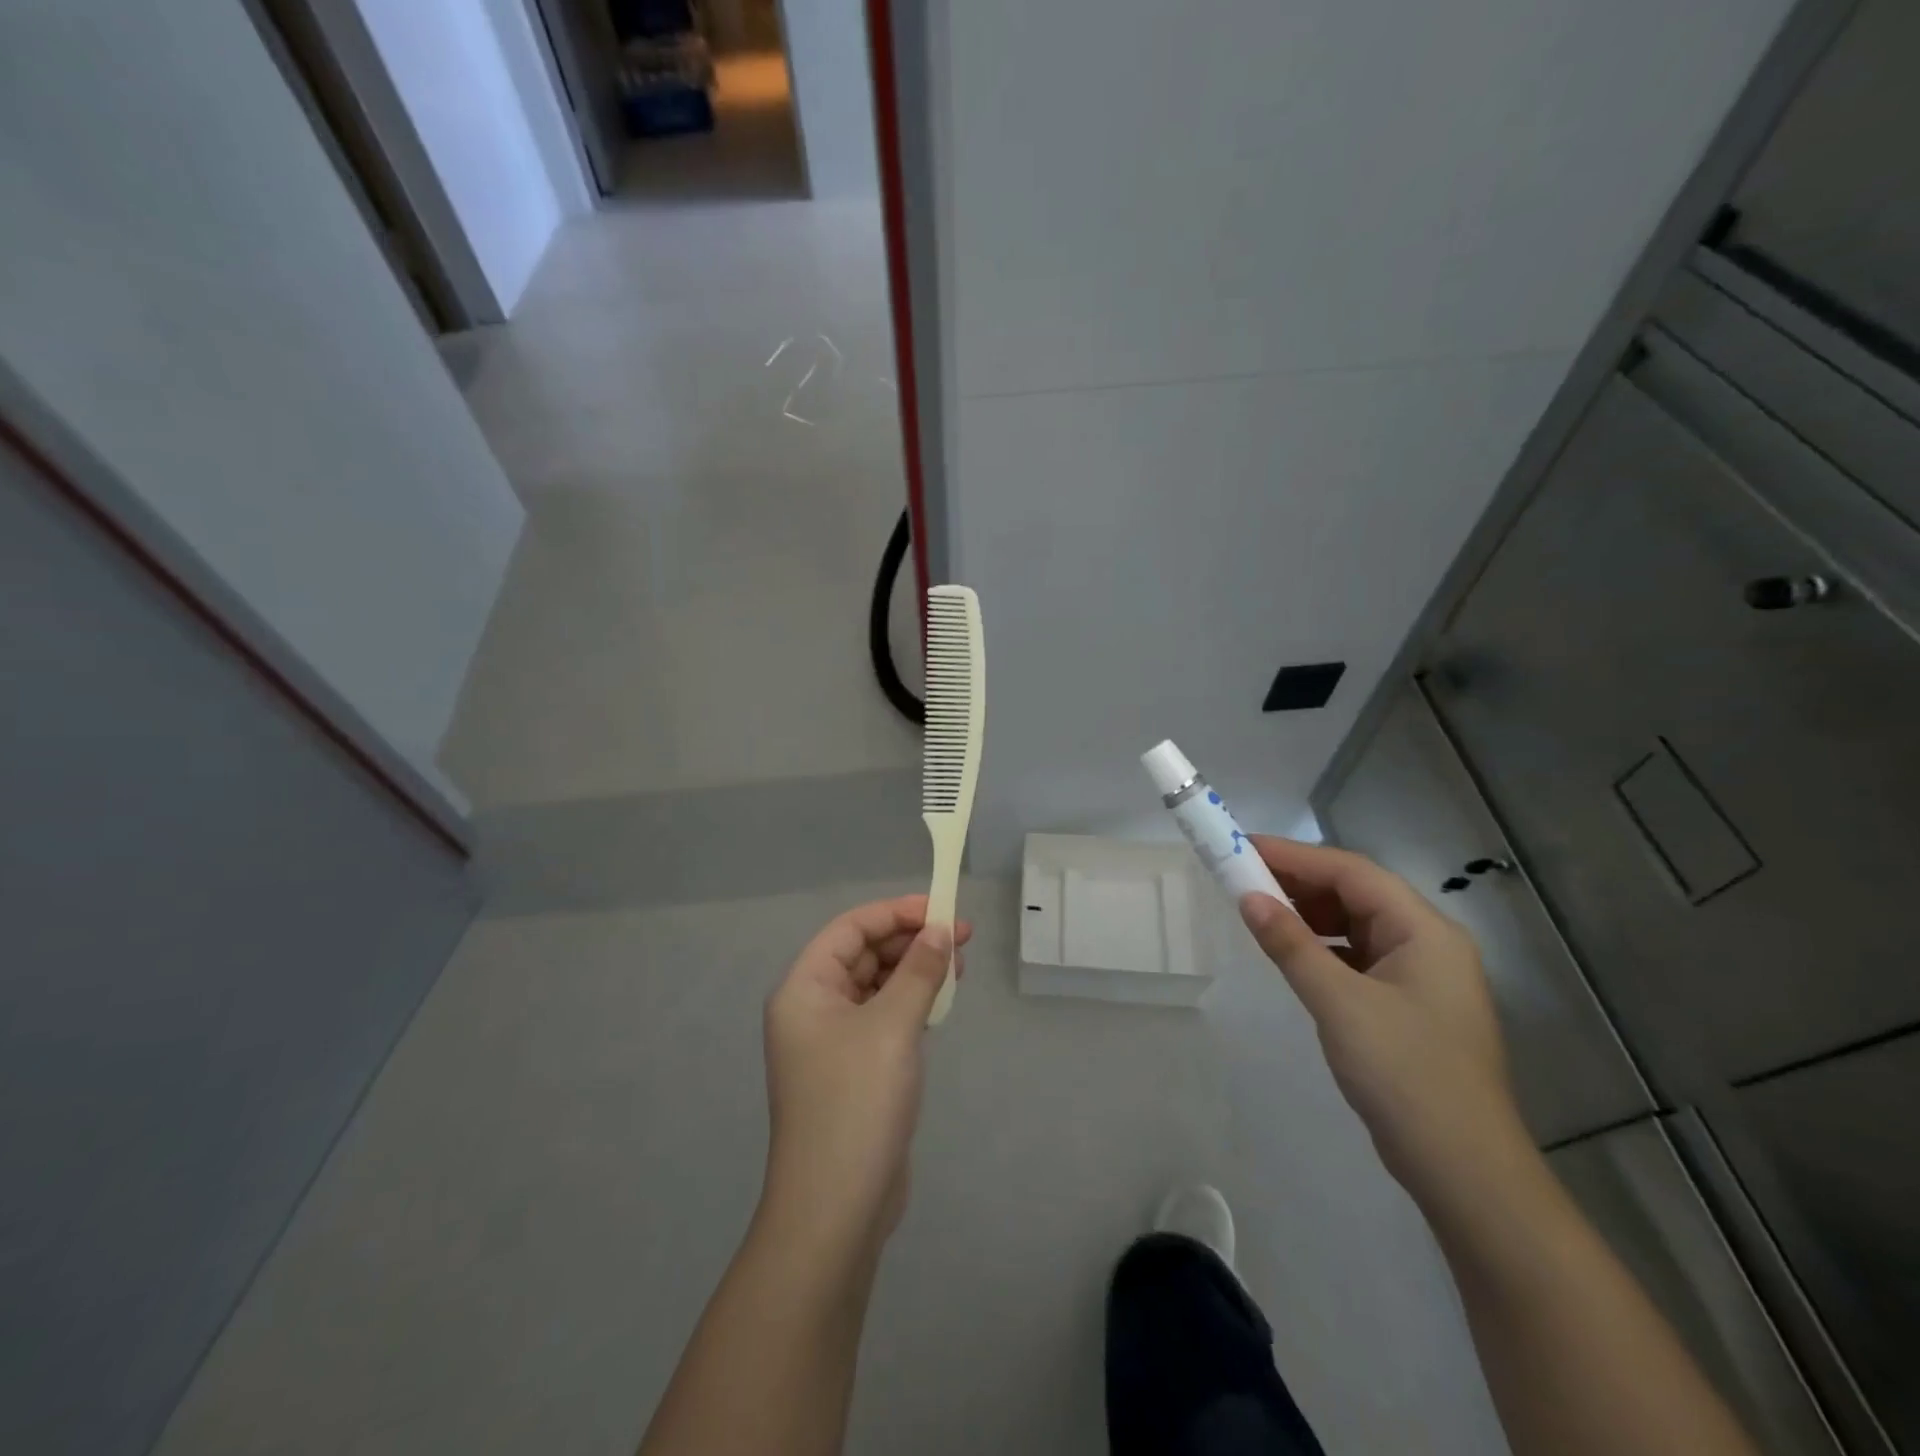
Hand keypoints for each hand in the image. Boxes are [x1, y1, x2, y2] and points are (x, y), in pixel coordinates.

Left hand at [760, 895, 971, 1253]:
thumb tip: (940, 930)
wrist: (836, 1209)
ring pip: (877, 987)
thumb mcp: (893, 1026)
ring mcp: (832, 1043)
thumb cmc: (857, 1102)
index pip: (850, 929)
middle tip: (961, 938)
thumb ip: (919, 971)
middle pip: (863, 955)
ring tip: (959, 967)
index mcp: (805, 989)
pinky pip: (884, 1018)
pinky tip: (941, 1003)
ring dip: (915, 972)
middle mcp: (812, 1009)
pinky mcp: (854, 1071)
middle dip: (911, 942)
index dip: (895, 913)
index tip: (941, 910)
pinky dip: (911, 1004)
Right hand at [1238, 836, 1528, 1209]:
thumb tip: (1248, 897)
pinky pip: (1358, 956)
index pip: (1353, 872)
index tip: (1243, 848)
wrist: (1465, 1171)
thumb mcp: (1340, 1003)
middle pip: (1357, 893)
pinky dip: (1322, 946)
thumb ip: (1292, 944)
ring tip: (1259, 910)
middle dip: (1300, 882)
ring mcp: (1421, 976)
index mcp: (1425, 931)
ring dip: (1309, 914)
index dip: (1296, 856)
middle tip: (1242, 877)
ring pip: (1356, 925)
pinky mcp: (1408, 1005)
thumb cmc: (1405, 1074)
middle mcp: (1428, 943)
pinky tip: (1292, 953)